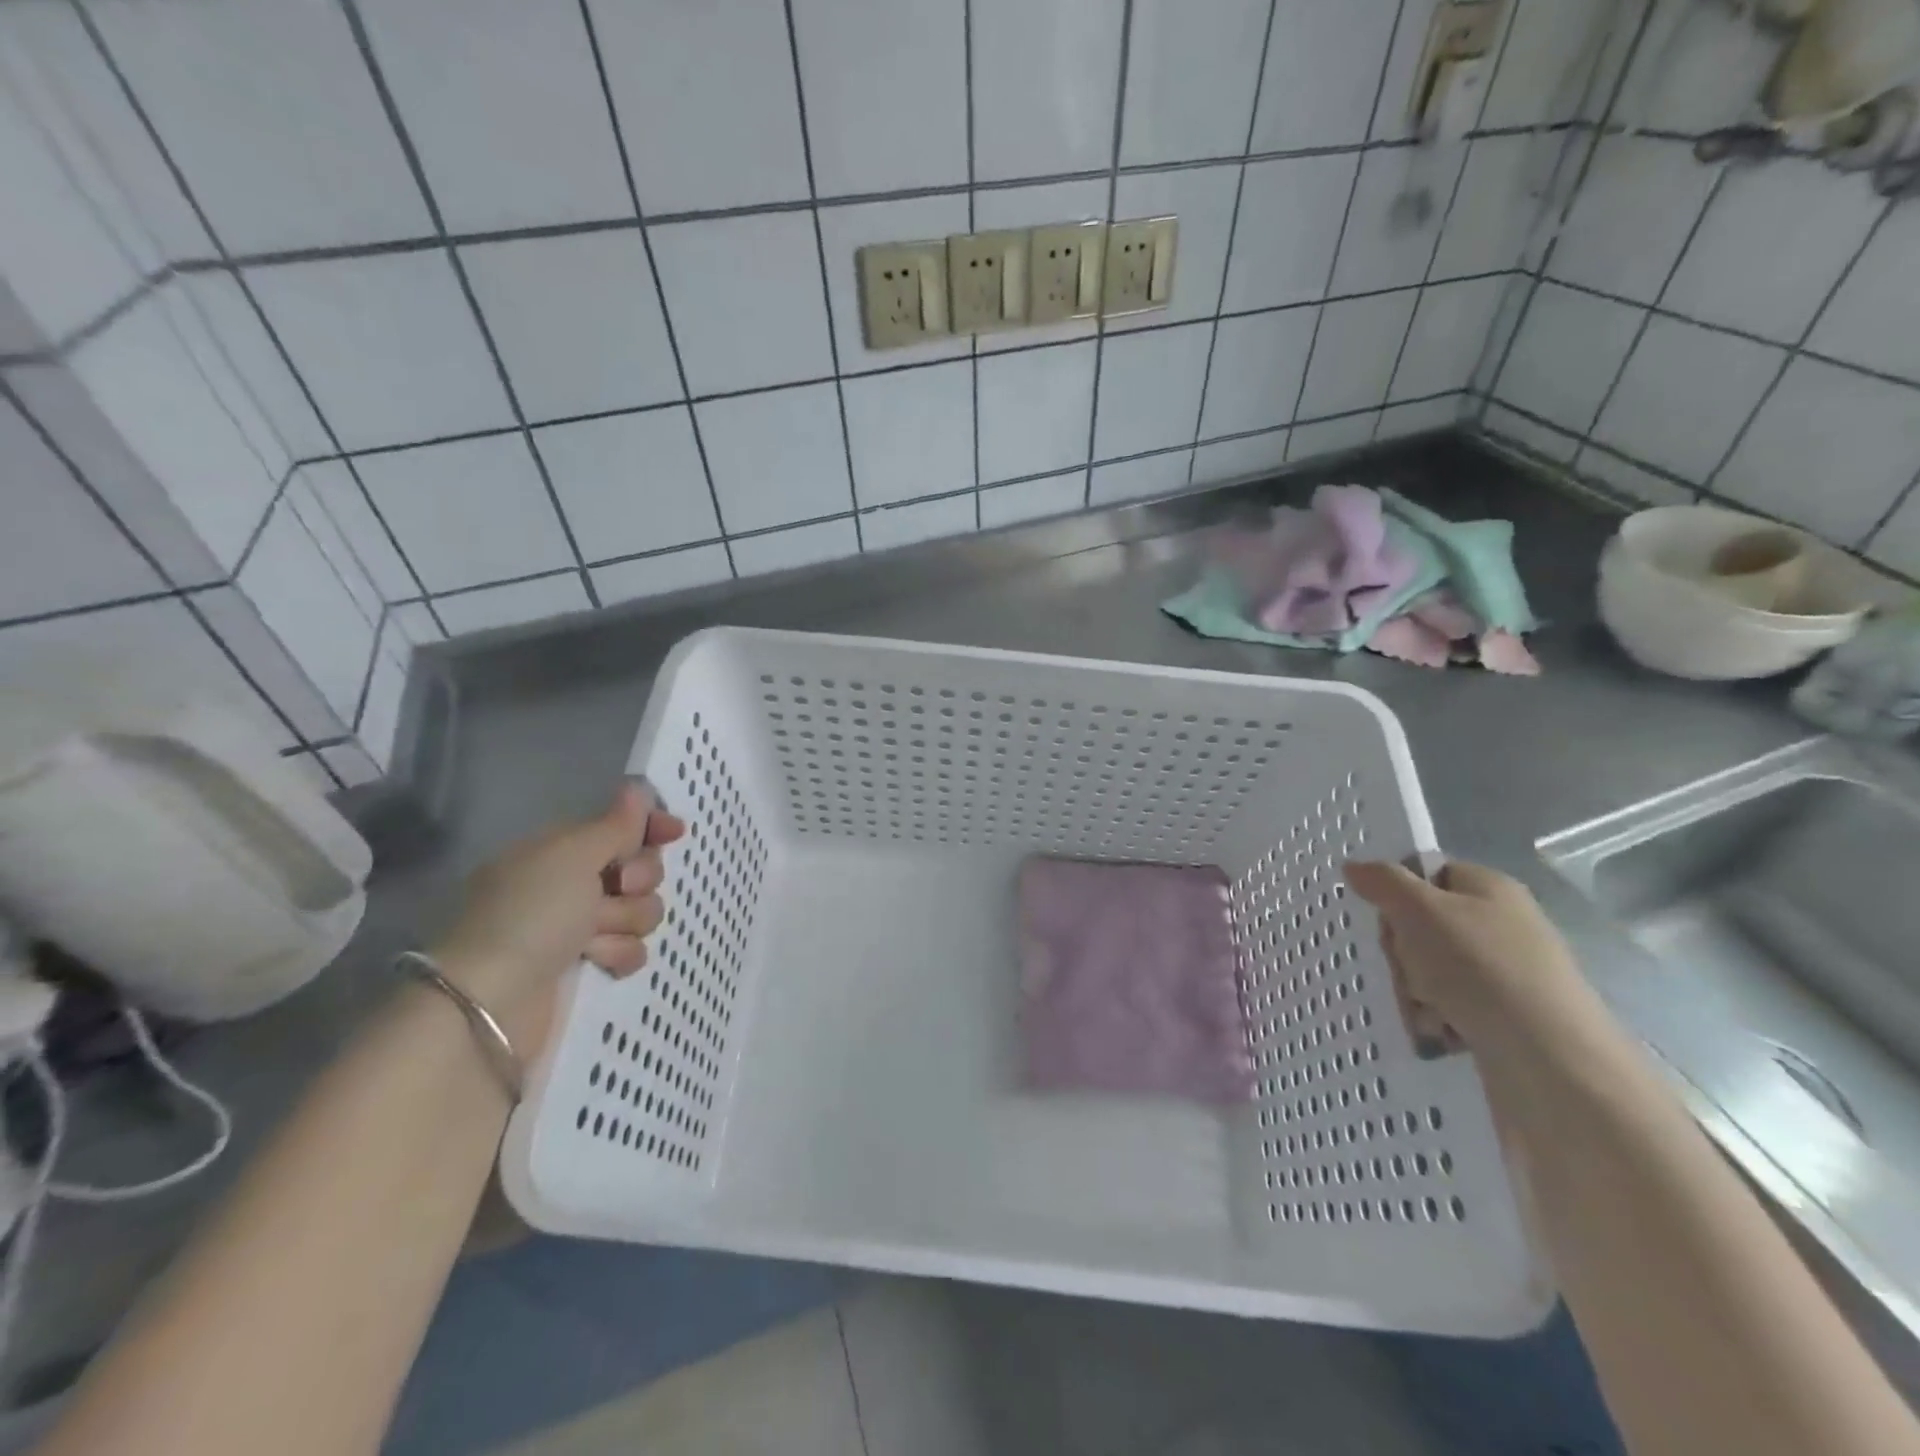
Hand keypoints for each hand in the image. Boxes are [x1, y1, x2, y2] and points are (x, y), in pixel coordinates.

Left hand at [431, 782, 685, 1051]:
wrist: (492, 1004)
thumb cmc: (530, 915)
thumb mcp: (572, 856)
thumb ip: (614, 825)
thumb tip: (635, 788)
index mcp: (559, 851)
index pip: (618, 826)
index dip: (649, 827)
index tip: (675, 832)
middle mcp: (570, 884)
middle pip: (639, 868)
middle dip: (638, 880)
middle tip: (617, 888)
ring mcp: (578, 927)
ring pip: (640, 910)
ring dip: (625, 921)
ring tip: (593, 938)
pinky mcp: (587, 965)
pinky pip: (632, 948)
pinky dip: (619, 954)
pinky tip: (598, 962)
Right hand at [1343, 858, 1591, 1052]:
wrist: (1550, 1061)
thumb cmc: (1481, 968)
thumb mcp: (1420, 911)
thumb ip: (1383, 882)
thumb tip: (1354, 866)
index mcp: (1489, 888)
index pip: (1427, 873)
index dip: (1397, 893)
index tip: (1384, 919)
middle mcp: (1502, 924)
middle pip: (1423, 924)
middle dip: (1403, 952)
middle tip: (1406, 970)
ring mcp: (1506, 973)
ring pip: (1432, 970)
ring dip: (1415, 990)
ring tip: (1425, 1011)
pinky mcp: (1507, 1017)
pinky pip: (1452, 1007)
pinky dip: (1438, 1019)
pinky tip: (1440, 1033)